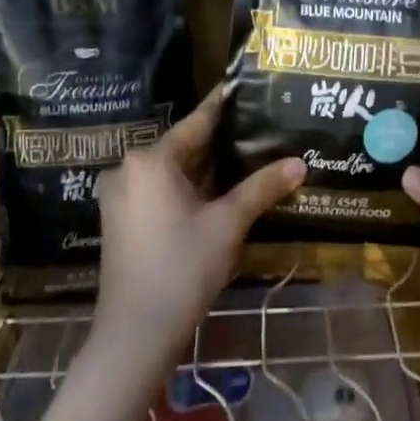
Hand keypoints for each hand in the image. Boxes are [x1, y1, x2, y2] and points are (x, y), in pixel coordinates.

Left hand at [91, 88, 304, 365]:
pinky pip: (159, 191)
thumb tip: (300, 163)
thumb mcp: (228, 224)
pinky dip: (187, 188)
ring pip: (171, 171)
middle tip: (258, 128)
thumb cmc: (183, 268)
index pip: (197, 123)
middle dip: (219, 143)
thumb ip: (262, 188)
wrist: (135, 333)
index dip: (224, 106)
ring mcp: (120, 197)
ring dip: (205, 169)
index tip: (244, 87)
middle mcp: (129, 169)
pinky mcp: (120, 221)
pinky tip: (218, 192)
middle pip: (183, 147)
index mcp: (151, 160)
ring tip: (246, 156)